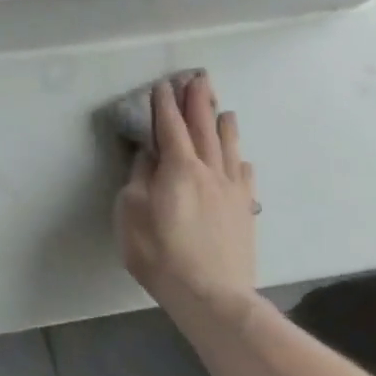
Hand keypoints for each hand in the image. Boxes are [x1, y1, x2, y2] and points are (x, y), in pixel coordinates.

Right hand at [114, 72, 257, 327]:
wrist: (212, 297)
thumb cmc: (160, 252)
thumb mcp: (131, 211)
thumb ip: (139, 177)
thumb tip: (147, 155)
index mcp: (178, 167)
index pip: (170, 126)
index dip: (165, 104)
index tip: (163, 85)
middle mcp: (209, 171)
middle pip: (204, 129)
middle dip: (198, 102)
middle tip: (198, 78)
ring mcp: (231, 192)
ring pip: (228, 149)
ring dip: (223, 125)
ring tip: (223, 109)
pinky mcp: (244, 213)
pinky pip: (243, 178)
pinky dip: (239, 161)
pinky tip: (240, 159)